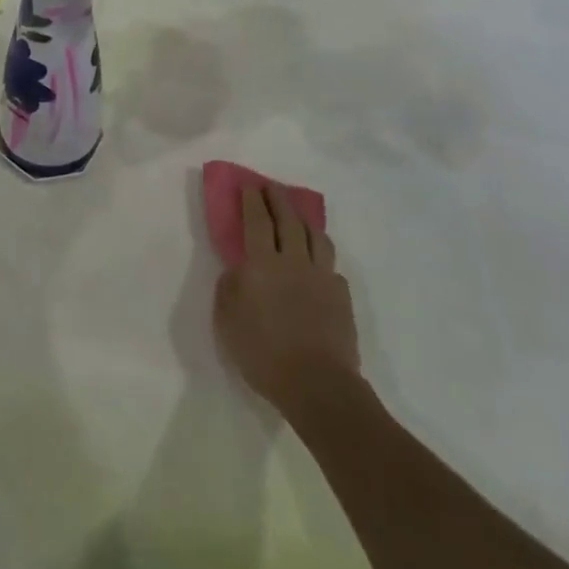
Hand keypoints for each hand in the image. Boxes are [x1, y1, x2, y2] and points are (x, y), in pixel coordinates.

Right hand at [213, 186, 361, 419]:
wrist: (317, 384)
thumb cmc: (263, 352)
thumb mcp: (227, 320)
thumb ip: (229, 287)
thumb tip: (238, 269)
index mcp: (262, 263)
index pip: (257, 220)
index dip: (252, 200)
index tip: (249, 184)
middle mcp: (294, 260)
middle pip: (288, 219)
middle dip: (278, 199)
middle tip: (271, 187)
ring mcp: (322, 276)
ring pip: (316, 236)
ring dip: (304, 220)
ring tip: (297, 216)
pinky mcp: (341, 296)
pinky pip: (331, 265)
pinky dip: (320, 256)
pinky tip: (317, 263)